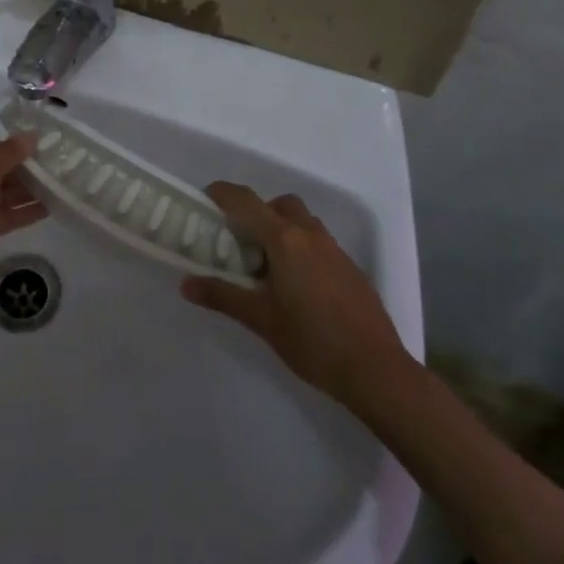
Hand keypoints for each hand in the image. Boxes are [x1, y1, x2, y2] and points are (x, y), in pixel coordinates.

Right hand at [181, 182, 409, 410]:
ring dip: (282, 231)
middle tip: (241, 243)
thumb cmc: (312, 341)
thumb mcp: (261, 320)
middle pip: (279, 205)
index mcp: (285, 240)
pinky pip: (319, 244)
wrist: (376, 370)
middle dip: (258, 213)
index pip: (247, 201)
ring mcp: (335, 250)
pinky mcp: (351, 269)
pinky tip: (298, 288)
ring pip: (303, 222)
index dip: (223, 193)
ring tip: (269, 268)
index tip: (205, 199)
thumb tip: (186, 284)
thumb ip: (223, 296)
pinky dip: (302, 250)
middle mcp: (310, 235)